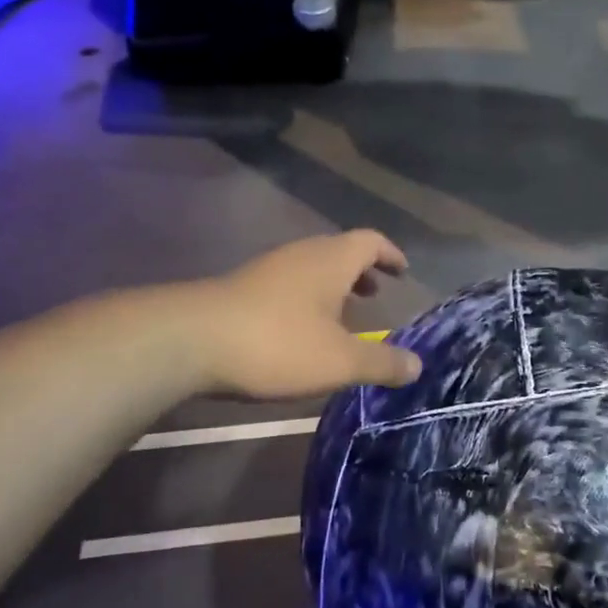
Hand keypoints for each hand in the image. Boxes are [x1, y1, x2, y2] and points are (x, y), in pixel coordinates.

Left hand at [189, 231, 423, 400]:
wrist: (189, 341)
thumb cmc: (278, 343)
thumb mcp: (340, 361)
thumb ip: (382, 363)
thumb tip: (418, 365)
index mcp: (331, 260)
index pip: (371, 242)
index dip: (390, 254)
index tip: (402, 272)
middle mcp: (301, 255)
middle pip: (340, 252)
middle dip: (362, 272)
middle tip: (376, 296)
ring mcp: (268, 269)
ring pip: (311, 269)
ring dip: (332, 287)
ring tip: (342, 318)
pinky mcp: (242, 289)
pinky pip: (288, 285)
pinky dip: (306, 300)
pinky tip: (300, 332)